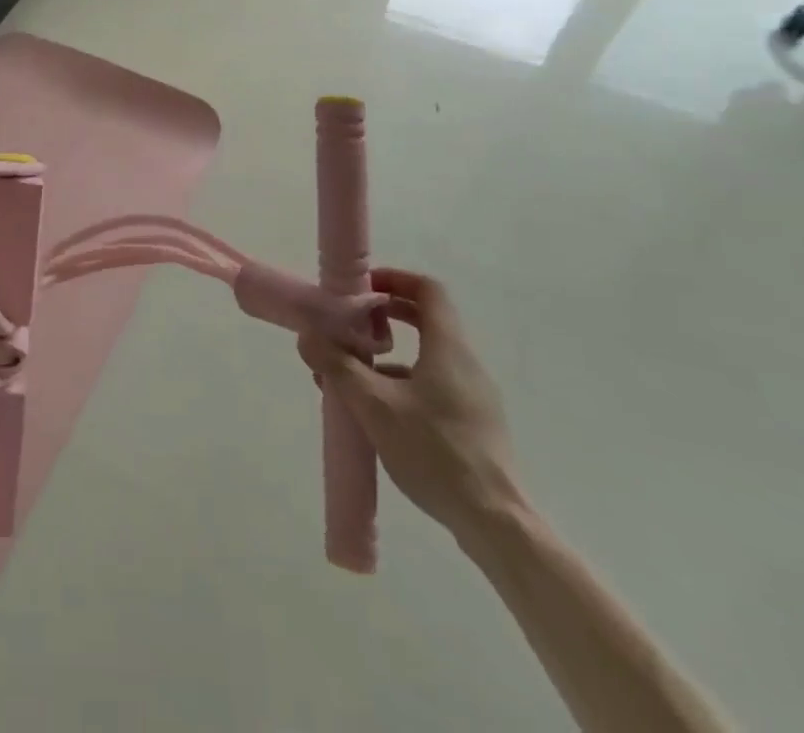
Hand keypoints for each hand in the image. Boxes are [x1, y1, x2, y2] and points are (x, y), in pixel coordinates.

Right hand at [299, 267, 525, 545]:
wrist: (496, 523)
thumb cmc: (435, 452)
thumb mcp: (374, 406)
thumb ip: (338, 367)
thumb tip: (307, 337)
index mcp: (448, 347)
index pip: (428, 289)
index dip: (394, 279)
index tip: (361, 288)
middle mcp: (465, 363)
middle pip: (427, 319)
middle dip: (385, 315)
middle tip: (351, 323)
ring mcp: (473, 395)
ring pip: (427, 356)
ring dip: (389, 354)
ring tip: (351, 374)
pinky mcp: (473, 424)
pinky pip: (433, 385)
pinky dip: (403, 383)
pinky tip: (376, 413)